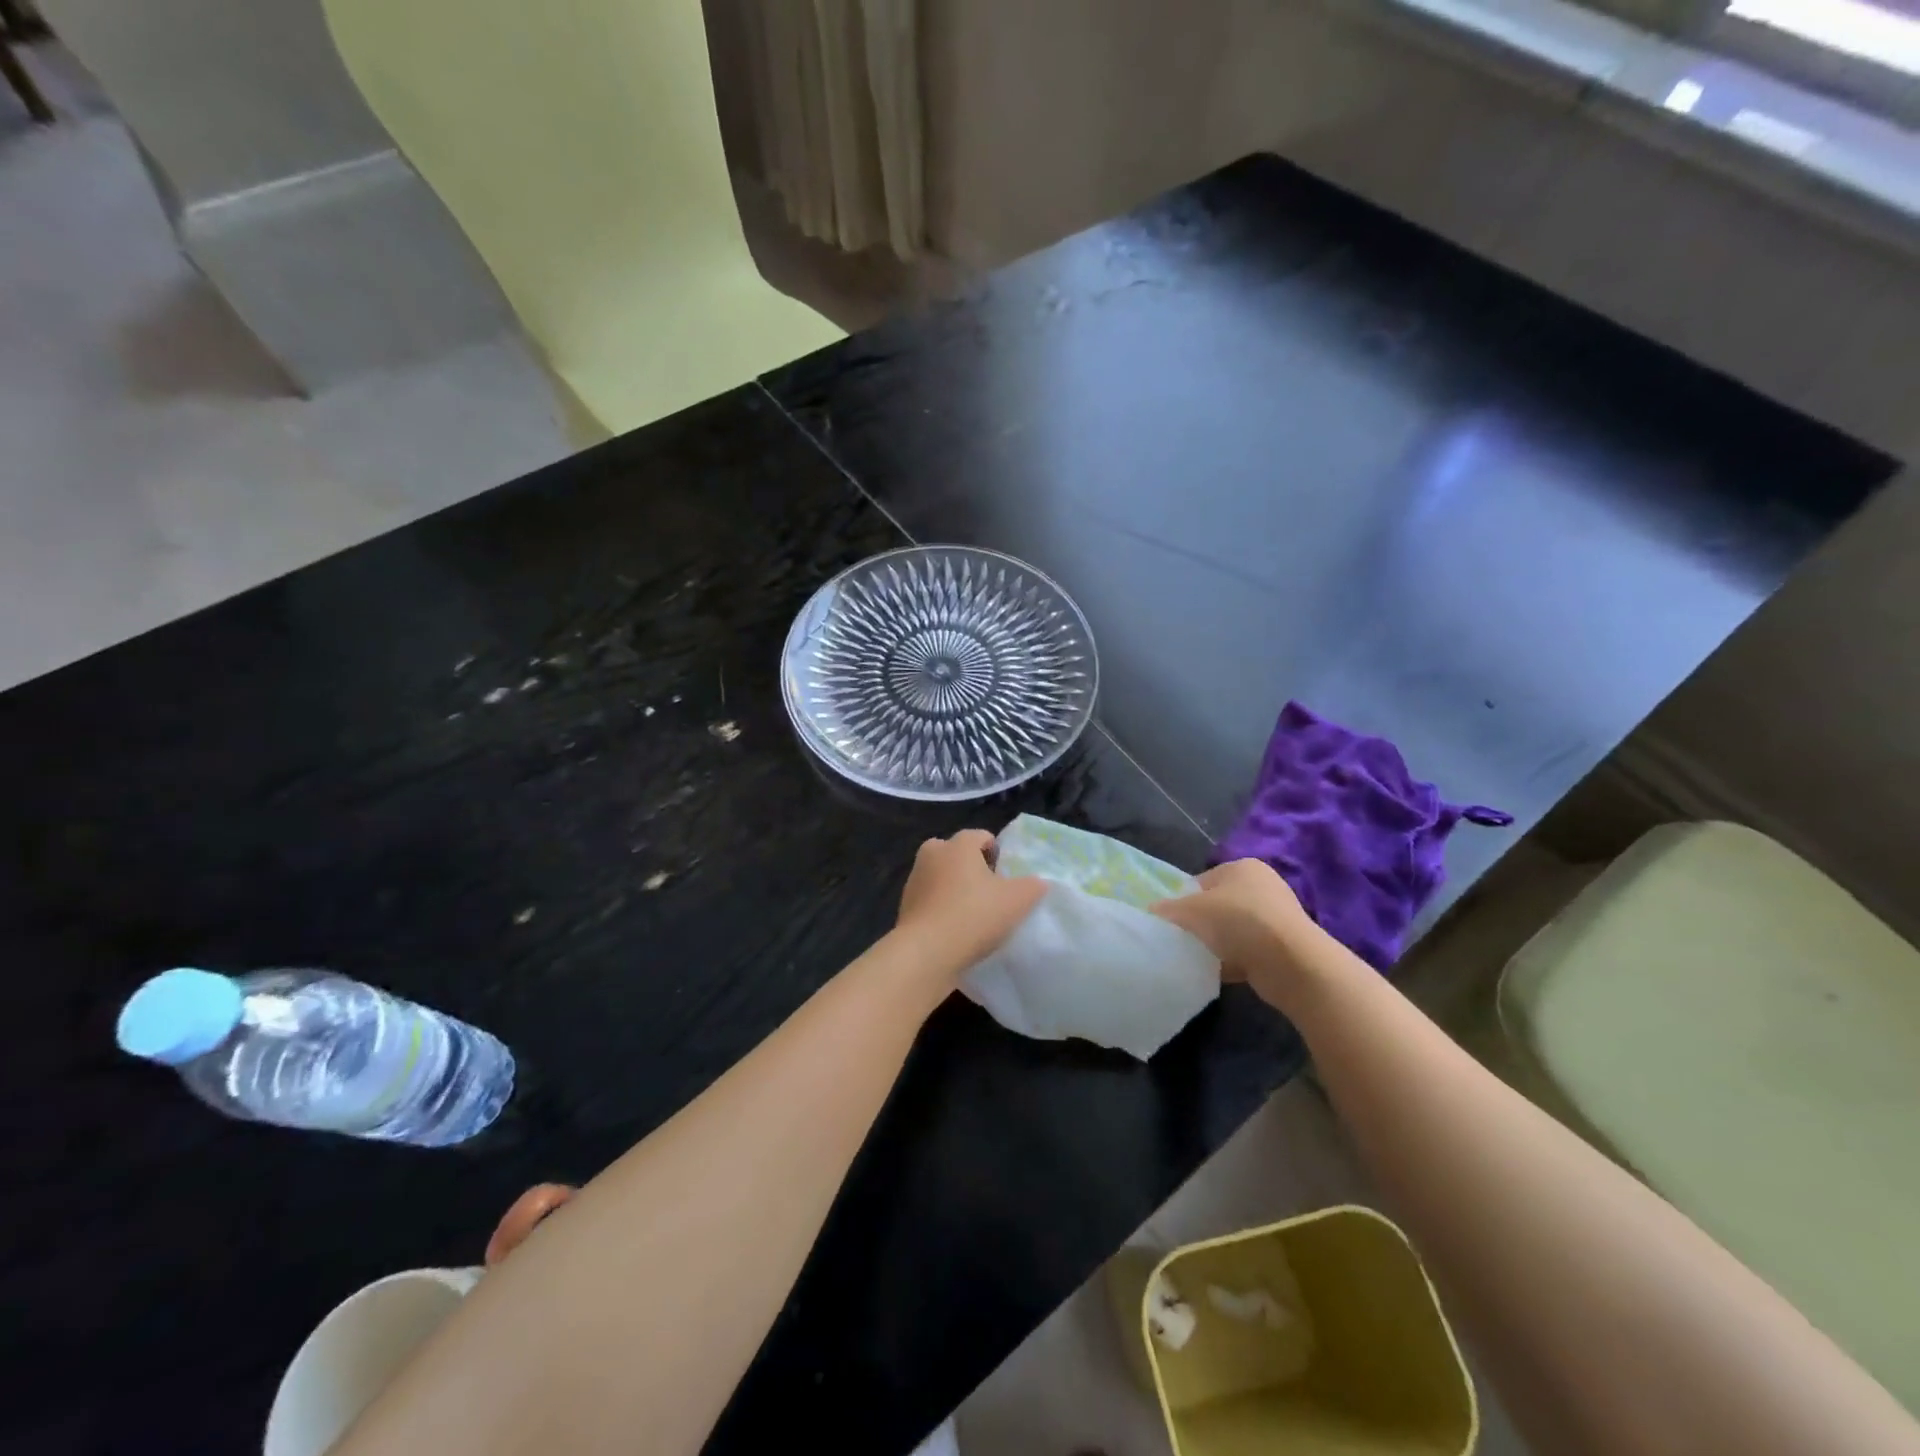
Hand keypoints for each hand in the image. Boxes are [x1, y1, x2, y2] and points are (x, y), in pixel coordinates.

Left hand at [893, 829, 1047, 980]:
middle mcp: (932, 854)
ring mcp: (914, 880)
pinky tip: (955, 931)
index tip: (1007, 877)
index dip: (997, 853)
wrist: (926, 953)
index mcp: (958, 845)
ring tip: (973, 915)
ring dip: (954, 889)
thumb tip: (1038, 882)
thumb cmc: (974, 915)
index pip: (981, 836)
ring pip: (941, 877)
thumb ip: (1033, 886)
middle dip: (971, 868)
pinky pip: (930, 901)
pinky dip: (941, 909)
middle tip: (989, 892)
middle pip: (956, 853)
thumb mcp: (1018, 900)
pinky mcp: (905, 907)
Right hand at [1151, 859, 1319, 1007]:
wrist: (1292, 963)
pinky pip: (1247, 951)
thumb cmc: (1238, 922)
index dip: (1183, 901)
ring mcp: (1276, 917)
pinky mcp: (1283, 947)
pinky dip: (1234, 961)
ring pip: (1232, 930)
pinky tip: (1222, 972)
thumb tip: (1151, 912)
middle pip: (1217, 906)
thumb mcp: (1192, 911)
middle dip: (1201, 924)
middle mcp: (1262, 886)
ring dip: (1217, 944)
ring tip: (1203, 959)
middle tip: (1185, 941)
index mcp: (1242, 867)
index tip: (1173, 923)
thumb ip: (1168, 910)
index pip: (1202, 881)